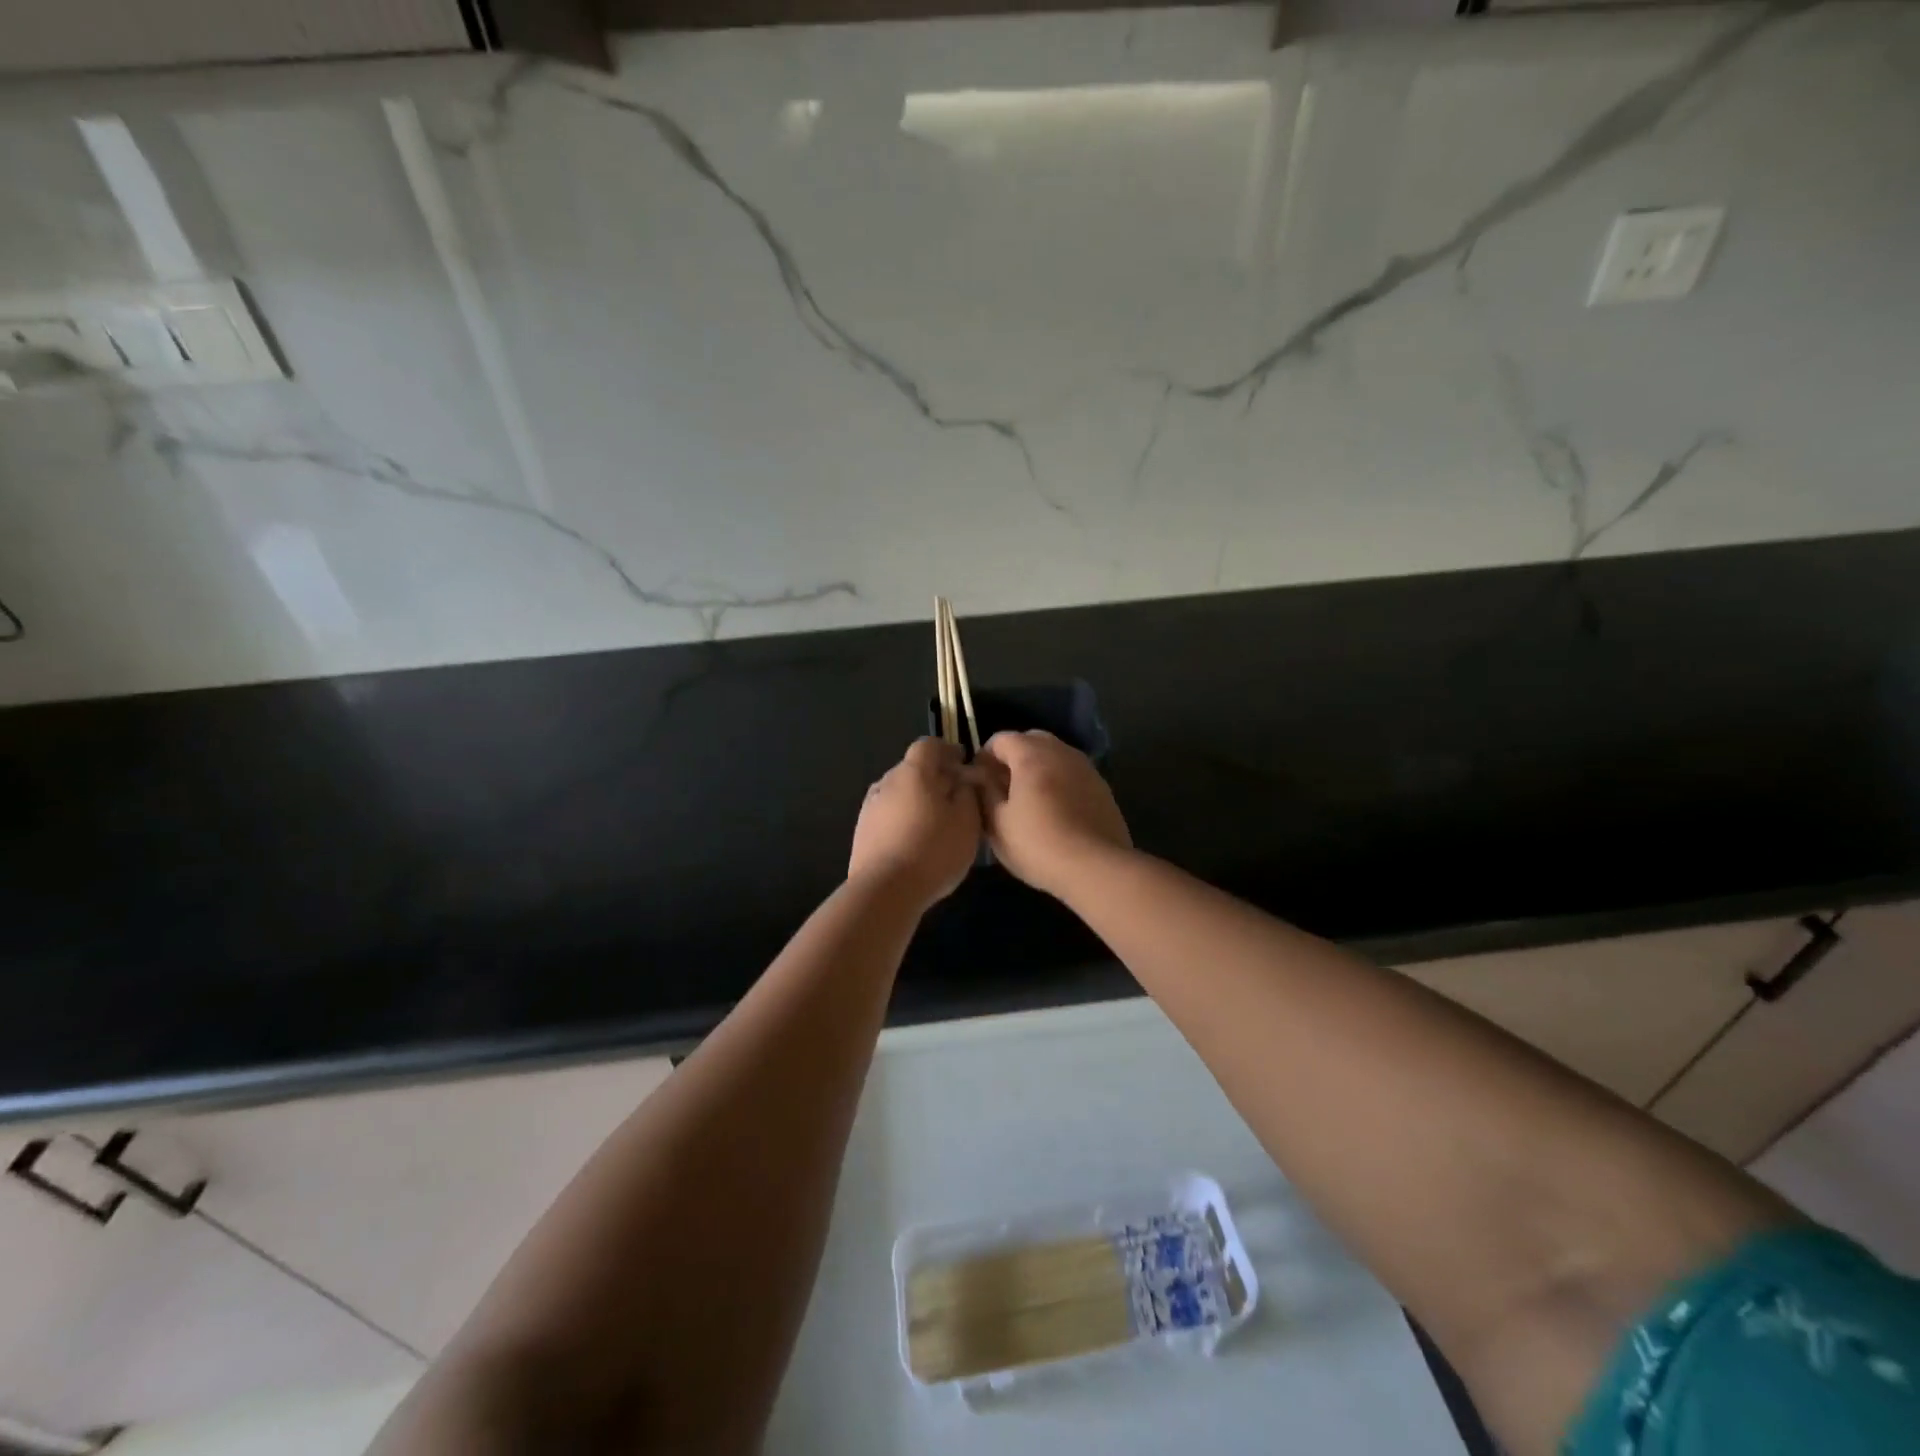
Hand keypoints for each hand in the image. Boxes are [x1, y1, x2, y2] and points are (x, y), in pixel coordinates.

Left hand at [848, 738, 982, 909]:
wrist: (885, 891)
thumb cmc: (934, 850)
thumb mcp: (967, 821)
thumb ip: (967, 793)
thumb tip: (961, 782)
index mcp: (913, 772)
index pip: (928, 745)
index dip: (947, 750)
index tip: (962, 762)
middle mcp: (886, 782)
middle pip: (912, 769)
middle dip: (934, 777)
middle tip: (955, 796)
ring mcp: (869, 808)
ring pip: (898, 793)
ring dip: (917, 800)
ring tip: (936, 822)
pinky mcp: (862, 833)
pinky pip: (888, 816)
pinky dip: (903, 819)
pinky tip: (915, 841)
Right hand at [974, 730, 1130, 898]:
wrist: (1096, 868)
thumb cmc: (1038, 845)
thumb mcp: (997, 823)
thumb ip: (984, 791)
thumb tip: (978, 775)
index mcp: (1032, 755)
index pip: (1000, 739)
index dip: (984, 757)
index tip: (978, 782)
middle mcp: (1061, 752)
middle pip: (1030, 741)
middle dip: (1013, 758)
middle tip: (1003, 788)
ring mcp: (1086, 768)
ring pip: (1054, 756)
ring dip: (1037, 769)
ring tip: (1029, 801)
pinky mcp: (1102, 787)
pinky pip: (1072, 773)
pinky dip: (1058, 782)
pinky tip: (1055, 812)